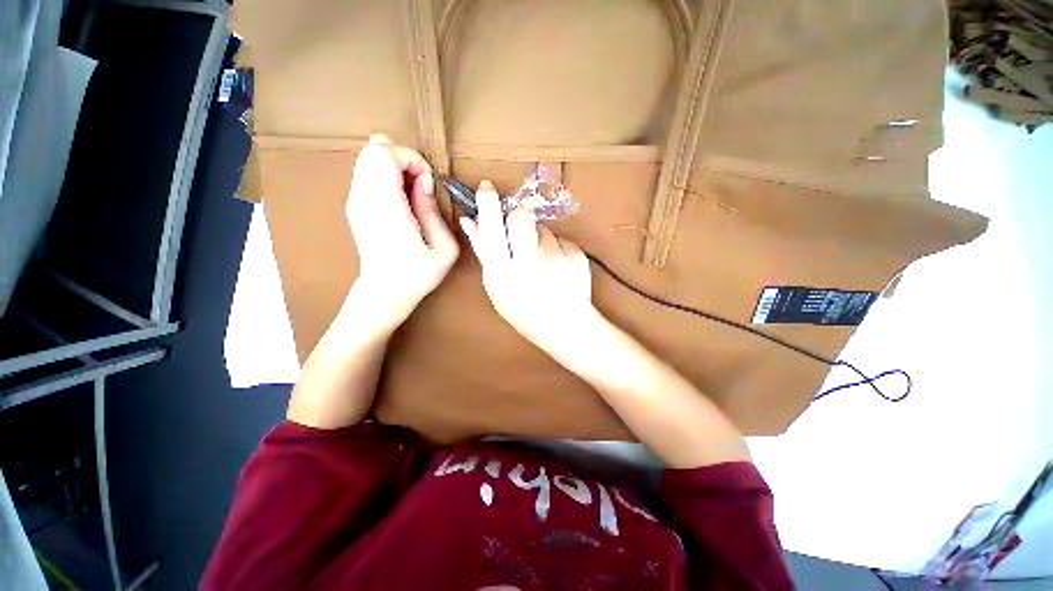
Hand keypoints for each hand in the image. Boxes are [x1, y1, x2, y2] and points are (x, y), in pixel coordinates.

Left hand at [346, 134, 458, 328]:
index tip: (428, 182)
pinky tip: (401, 199)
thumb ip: (434, 210)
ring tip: (413, 193)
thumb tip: (424, 182)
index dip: (412, 159)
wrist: (385, 292)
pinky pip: (367, 173)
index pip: (385, 154)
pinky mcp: (355, 206)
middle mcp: (364, 199)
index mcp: (386, 208)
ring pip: (368, 158)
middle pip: (374, 150)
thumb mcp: (443, 248)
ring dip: (395, 167)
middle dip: (404, 159)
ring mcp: (355, 201)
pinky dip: (387, 175)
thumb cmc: (418, 274)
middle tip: (421, 185)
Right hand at [459, 180, 596, 353]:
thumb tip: (471, 221)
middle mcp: (530, 261)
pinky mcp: (576, 254)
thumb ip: (485, 253)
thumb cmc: (524, 310)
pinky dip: (556, 249)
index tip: (487, 187)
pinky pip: (560, 239)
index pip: (492, 229)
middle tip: (520, 236)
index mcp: (505, 272)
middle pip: (520, 216)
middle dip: (517, 219)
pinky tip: (558, 268)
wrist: (565, 325)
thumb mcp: (497, 287)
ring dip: (539, 239)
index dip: (488, 204)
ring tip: (543, 263)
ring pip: (543, 228)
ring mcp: (556, 257)